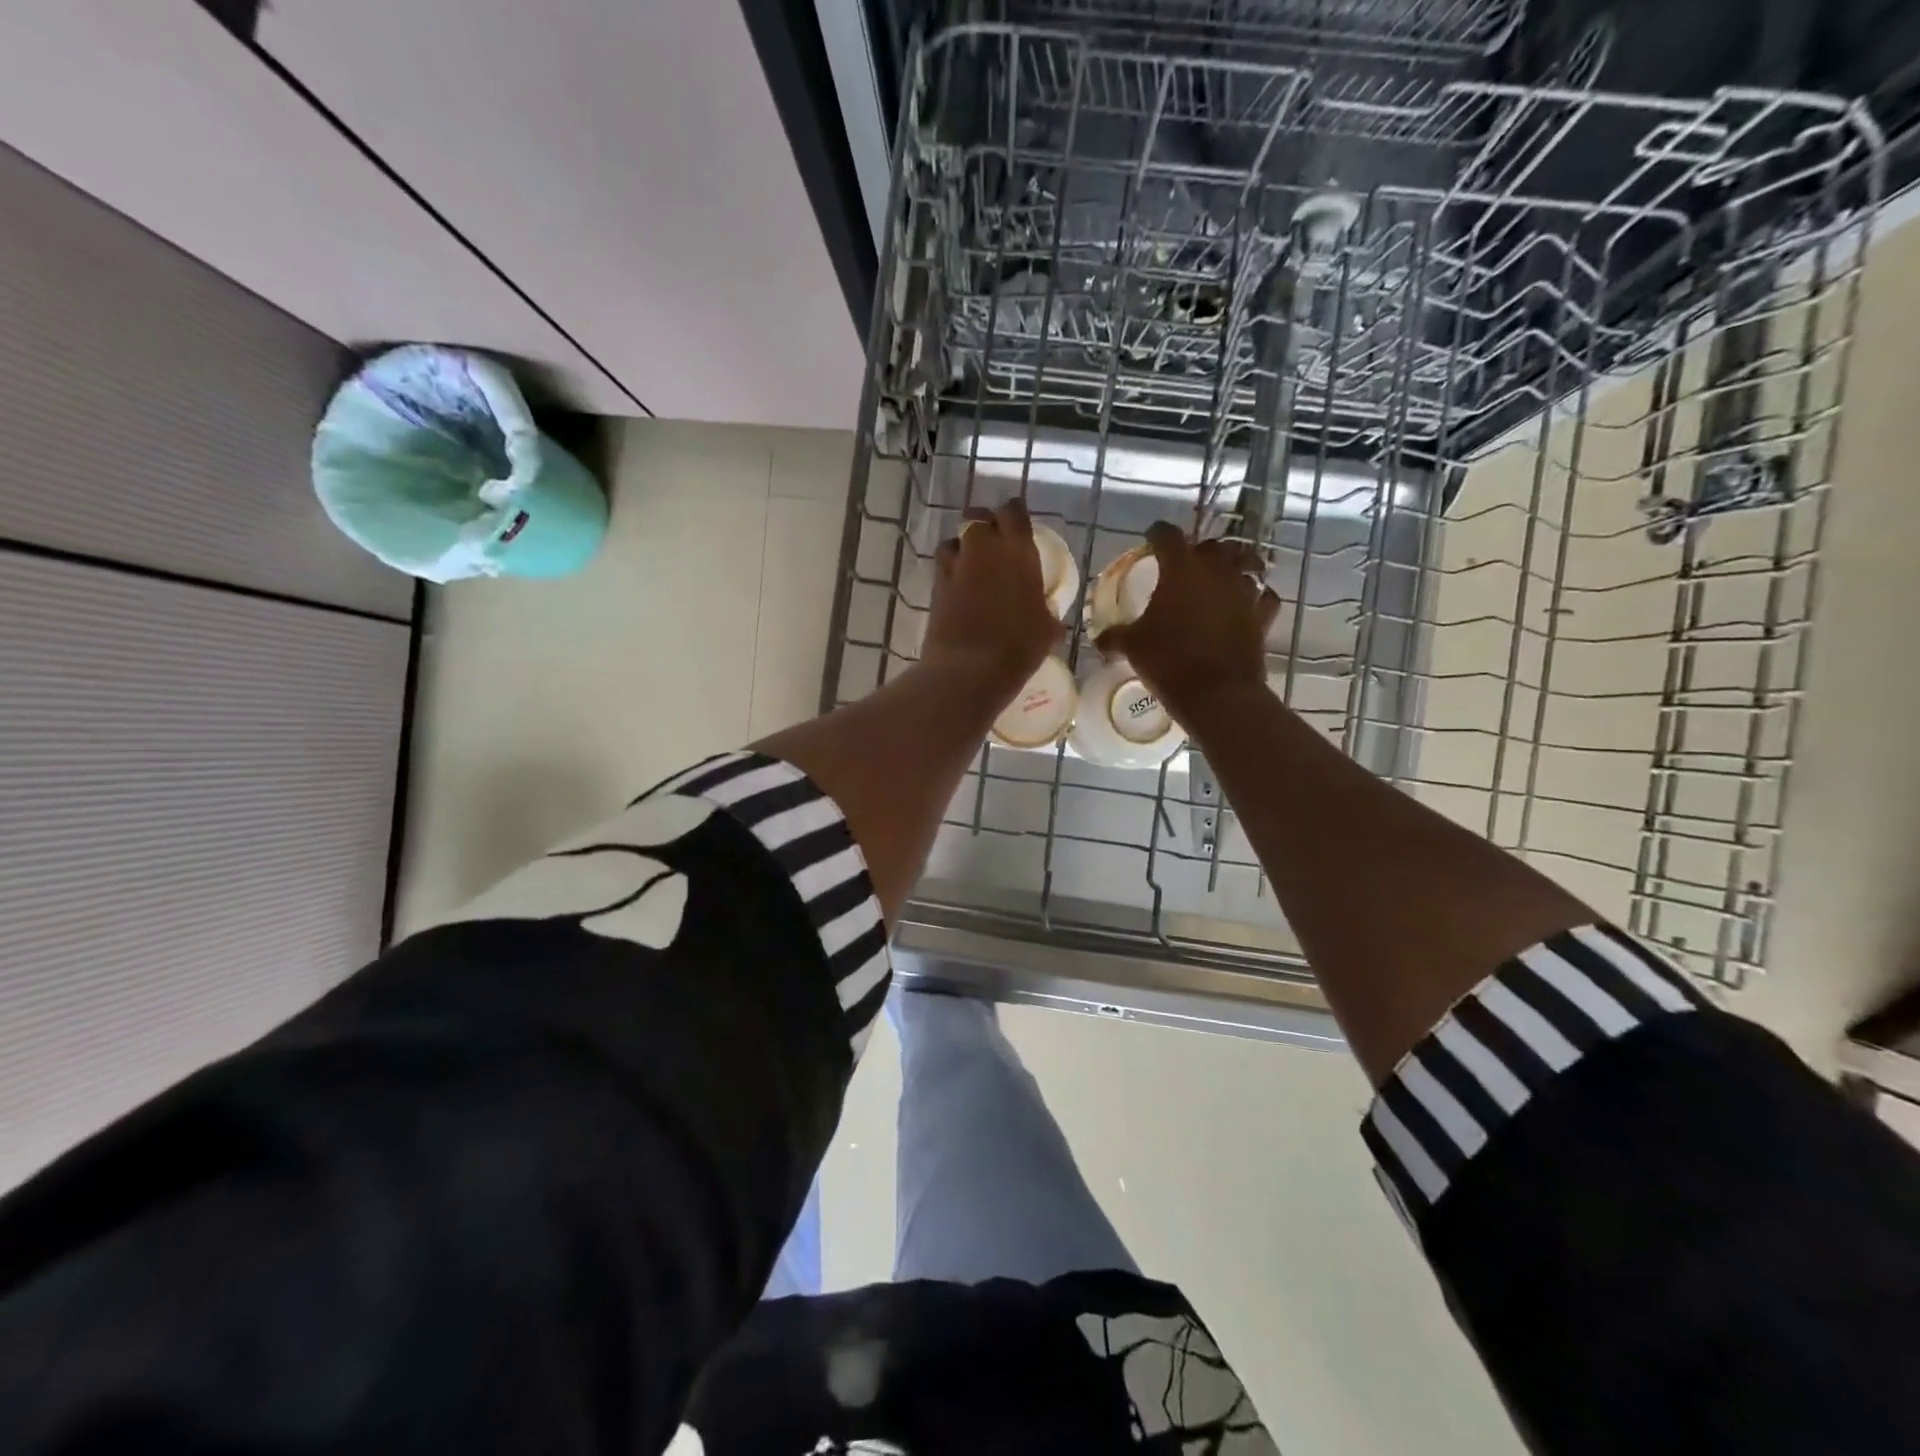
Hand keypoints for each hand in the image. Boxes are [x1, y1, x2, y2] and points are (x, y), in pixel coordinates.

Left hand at [923, 498, 1064, 703]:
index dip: (1015, 515)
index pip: (1014, 511)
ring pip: (956, 538)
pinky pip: (943, 564)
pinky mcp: (935, 586)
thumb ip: (1046, 611)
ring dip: (964, 546)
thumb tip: (1046, 614)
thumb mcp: (1047, 630)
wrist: (968, 669)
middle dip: (986, 524)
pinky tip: (959, 586)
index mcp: (1017, 550)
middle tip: (996, 544)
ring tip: (973, 565)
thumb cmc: (1018, 648)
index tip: (1020, 526)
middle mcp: (984, 548)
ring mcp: (955, 565)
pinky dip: (951, 568)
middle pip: (979, 517)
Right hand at [1095, 521, 1278, 722]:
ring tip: (1220, 578)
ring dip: (1231, 567)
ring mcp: (1244, 591)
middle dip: (1198, 550)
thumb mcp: (1132, 647)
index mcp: (1181, 569)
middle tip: (1186, 564)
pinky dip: (1256, 596)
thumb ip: (1115, 636)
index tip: (1151, 538)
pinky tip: (1247, 604)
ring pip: (1244, 564)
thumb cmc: (1168, 661)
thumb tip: (1100, 639)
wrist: (1216, 694)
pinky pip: (1264, 596)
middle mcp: (1216, 570)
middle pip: (1211, 546)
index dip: (1157, 534)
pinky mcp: (1262, 616)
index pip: (1167, 535)